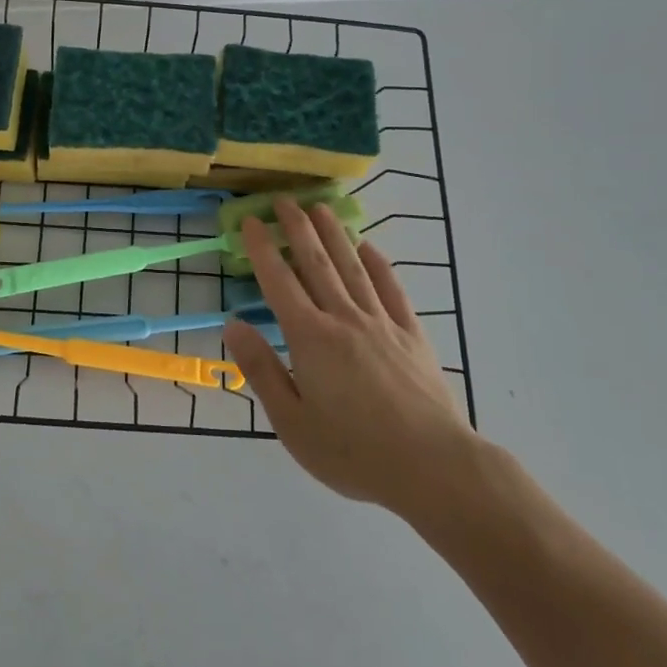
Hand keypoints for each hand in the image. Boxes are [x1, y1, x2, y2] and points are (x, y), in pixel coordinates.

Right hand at [223, 198, 477, 528]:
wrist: (433, 467)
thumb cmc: (353, 452)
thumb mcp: (292, 422)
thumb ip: (262, 370)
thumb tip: (234, 324)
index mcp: (310, 338)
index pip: (279, 281)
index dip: (263, 248)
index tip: (252, 220)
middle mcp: (344, 319)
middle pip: (317, 263)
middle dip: (298, 228)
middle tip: (284, 199)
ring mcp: (382, 323)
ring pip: (353, 268)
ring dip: (335, 235)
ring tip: (321, 208)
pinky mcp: (412, 335)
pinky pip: (392, 289)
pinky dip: (379, 264)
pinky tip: (370, 248)